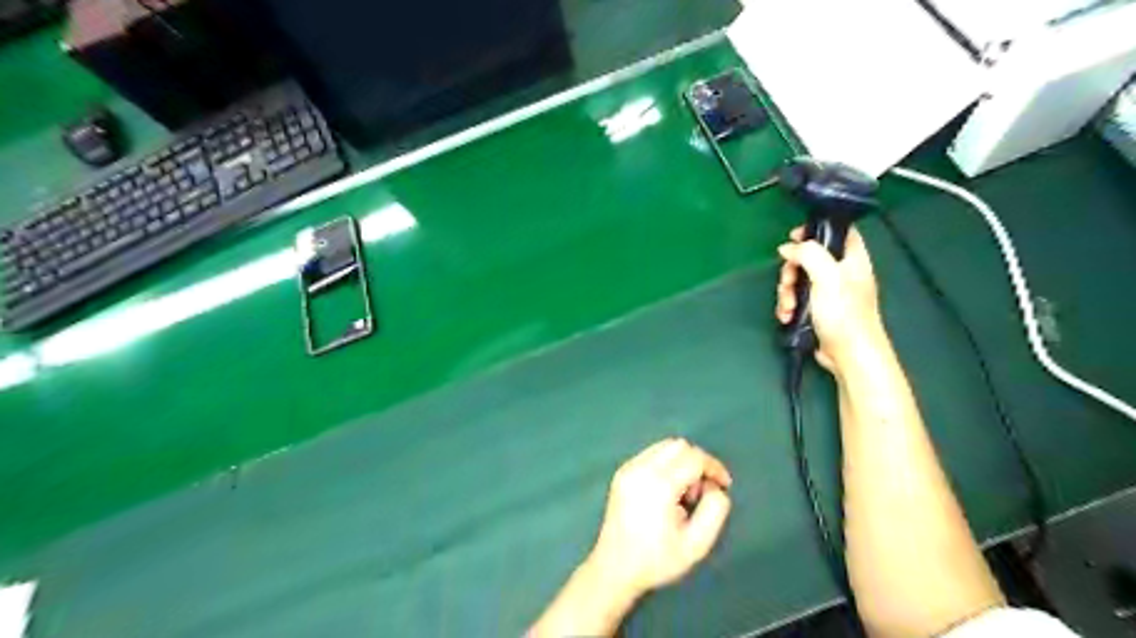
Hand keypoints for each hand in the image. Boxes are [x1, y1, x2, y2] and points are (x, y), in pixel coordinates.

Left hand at [585, 438, 737, 598]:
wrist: (615, 568)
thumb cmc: (657, 560)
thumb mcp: (697, 544)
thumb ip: (714, 511)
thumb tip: (715, 487)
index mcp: (660, 484)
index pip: (694, 457)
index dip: (714, 467)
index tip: (724, 485)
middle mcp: (642, 468)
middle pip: (679, 445)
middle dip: (697, 463)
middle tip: (700, 493)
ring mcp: (629, 468)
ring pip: (664, 446)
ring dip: (681, 462)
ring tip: (682, 494)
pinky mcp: (622, 472)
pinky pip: (651, 454)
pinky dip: (666, 464)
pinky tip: (666, 492)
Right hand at [782, 226, 887, 370]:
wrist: (848, 354)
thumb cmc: (844, 313)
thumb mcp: (827, 276)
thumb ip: (808, 254)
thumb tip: (788, 247)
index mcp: (852, 259)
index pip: (838, 231)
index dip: (816, 229)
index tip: (794, 237)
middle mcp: (841, 272)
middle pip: (809, 257)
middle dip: (791, 270)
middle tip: (788, 282)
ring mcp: (829, 292)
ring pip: (799, 279)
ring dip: (787, 292)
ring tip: (789, 307)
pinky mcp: (818, 309)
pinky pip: (797, 298)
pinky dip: (789, 305)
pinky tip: (788, 316)